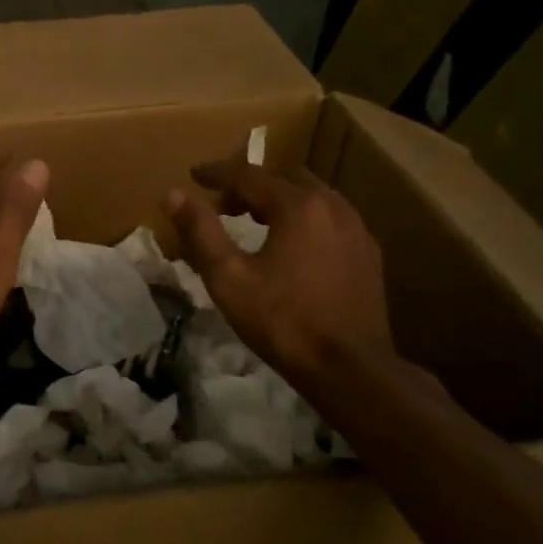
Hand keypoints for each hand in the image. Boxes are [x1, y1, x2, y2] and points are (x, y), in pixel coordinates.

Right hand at [166, 159, 394, 391]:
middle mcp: (333, 206)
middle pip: (284, 180)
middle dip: (250, 186)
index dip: (217, 174)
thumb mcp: (228, 276)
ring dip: (278, 202)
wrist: (351, 369)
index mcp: (299, 206)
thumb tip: (173, 194)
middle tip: (223, 204)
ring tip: (254, 222)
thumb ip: (200, 231)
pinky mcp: (368, 255)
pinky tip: (292, 247)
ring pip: (311, 198)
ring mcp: (357, 230)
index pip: (249, 175)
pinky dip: (304, 220)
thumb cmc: (283, 321)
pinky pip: (330, 220)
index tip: (194, 176)